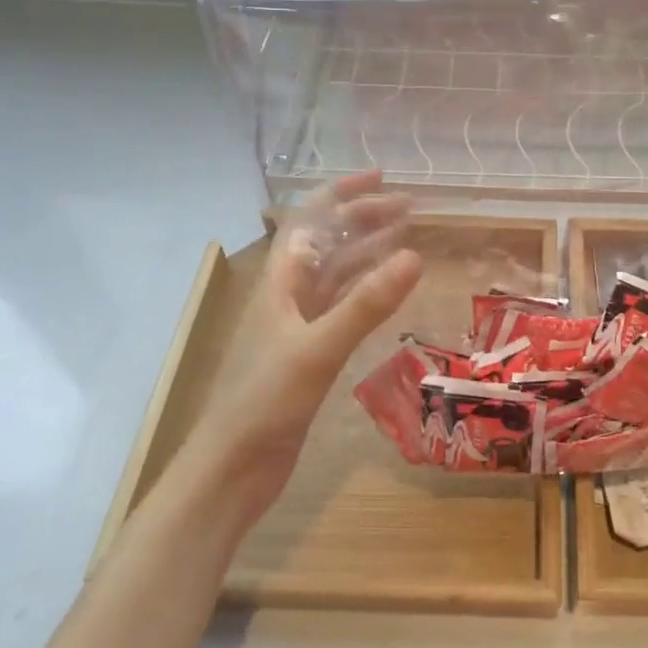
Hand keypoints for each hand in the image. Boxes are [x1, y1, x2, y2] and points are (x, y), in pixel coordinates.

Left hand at [185, 172, 421, 525]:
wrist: (232, 469)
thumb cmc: (266, 401)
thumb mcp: (319, 347)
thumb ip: (367, 303)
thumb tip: (415, 254)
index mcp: (281, 281)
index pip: (311, 219)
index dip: (344, 193)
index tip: (382, 178)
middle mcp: (288, 294)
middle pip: (328, 241)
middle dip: (364, 219)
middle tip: (410, 209)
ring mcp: (298, 324)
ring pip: (337, 273)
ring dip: (368, 251)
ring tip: (407, 238)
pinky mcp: (309, 353)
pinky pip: (343, 306)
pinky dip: (367, 290)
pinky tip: (389, 290)